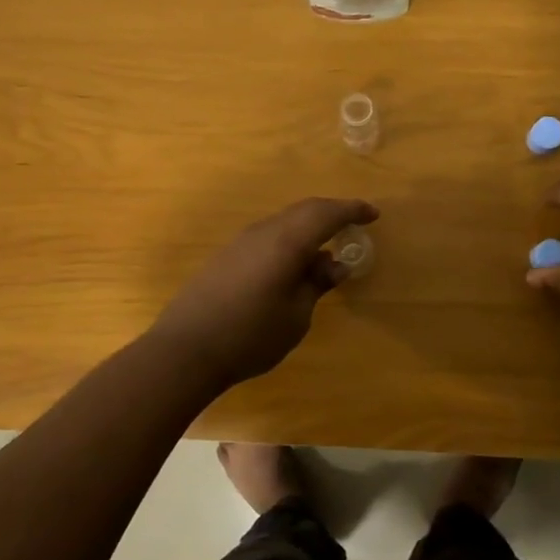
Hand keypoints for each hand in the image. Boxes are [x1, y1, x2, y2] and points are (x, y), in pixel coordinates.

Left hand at [149, 197, 378, 388]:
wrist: (186, 349)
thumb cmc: (250, 336)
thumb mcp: (296, 316)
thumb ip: (316, 284)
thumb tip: (335, 264)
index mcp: (286, 242)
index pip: (326, 214)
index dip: (352, 211)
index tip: (373, 215)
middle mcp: (264, 232)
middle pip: (304, 210)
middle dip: (332, 214)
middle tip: (354, 225)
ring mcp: (241, 241)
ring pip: (284, 221)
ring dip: (309, 228)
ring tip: (326, 249)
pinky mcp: (227, 255)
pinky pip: (268, 235)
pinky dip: (289, 239)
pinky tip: (294, 264)